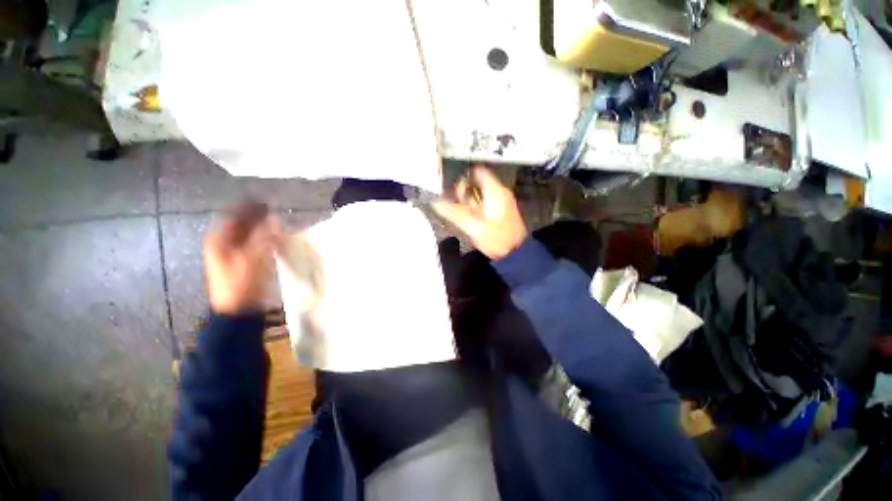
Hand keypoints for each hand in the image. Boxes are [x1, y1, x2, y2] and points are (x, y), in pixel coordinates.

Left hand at [204, 203, 279, 314]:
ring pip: (249, 234)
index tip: (267, 201)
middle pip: (242, 224)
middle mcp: (224, 243)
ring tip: (279, 223)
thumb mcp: (252, 258)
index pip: (234, 215)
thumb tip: (274, 219)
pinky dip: (265, 240)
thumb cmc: (241, 282)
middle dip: (258, 217)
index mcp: (219, 240)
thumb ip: (263, 236)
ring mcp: (233, 253)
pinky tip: (277, 239)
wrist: (238, 309)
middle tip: (276, 211)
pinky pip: (254, 245)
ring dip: (263, 228)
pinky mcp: (243, 262)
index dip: (250, 207)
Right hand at [433, 165, 527, 260]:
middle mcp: (500, 192)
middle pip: (477, 183)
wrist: (515, 254)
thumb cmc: (496, 239)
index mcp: (495, 191)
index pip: (478, 171)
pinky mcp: (501, 211)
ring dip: (468, 202)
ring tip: (462, 215)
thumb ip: (454, 213)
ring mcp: (502, 202)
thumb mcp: (473, 226)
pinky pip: (484, 203)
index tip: (452, 188)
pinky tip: (471, 219)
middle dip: (464, 193)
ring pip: (480, 194)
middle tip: (456, 206)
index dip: (463, 177)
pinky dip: (475, 208)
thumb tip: (435, 202)